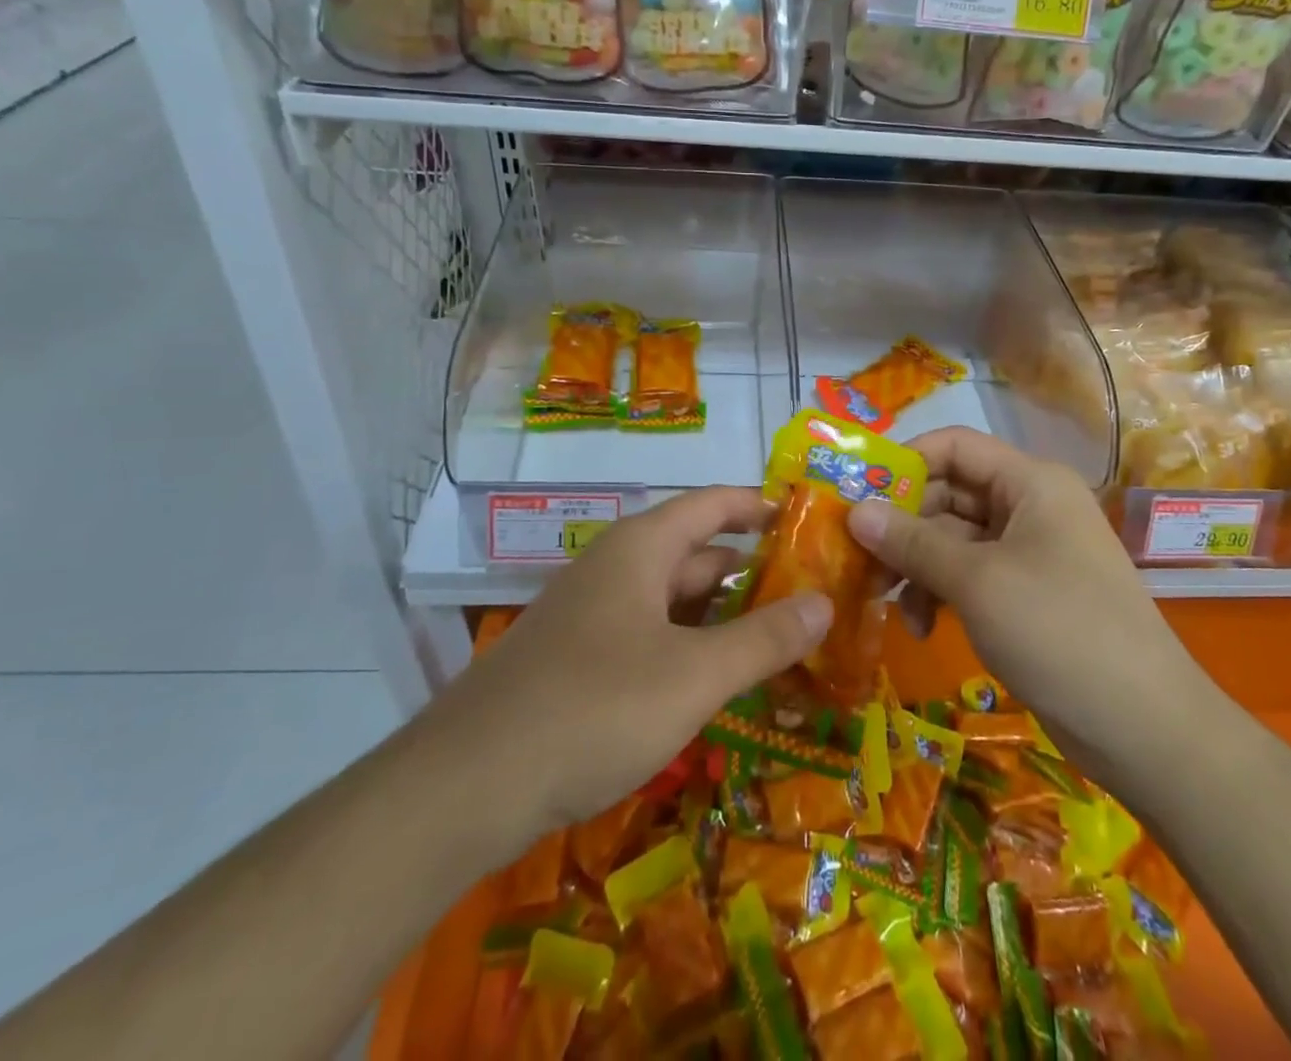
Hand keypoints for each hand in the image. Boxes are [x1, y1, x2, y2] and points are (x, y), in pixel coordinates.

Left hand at [432, 487, 831, 844]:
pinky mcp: (578, 661)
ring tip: (781, 640)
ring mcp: (593, 616)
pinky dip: (690, 648)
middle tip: (814, 595)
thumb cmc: (593, 708)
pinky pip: (650, 637)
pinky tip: (717, 683)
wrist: (465, 786)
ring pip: (674, 602)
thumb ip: (764, 639)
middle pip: (697, 554)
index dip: (762, 506)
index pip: (714, 503)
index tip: (810, 521)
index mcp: (641, 548)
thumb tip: (824, 602)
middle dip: (753, 572)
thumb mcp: (693, 675)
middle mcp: (616, 569)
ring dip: (724, 617)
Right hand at [846, 427, 1205, 763]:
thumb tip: (854, 510)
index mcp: (1030, 482)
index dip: (905, 461)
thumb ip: (912, 542)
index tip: (857, 493)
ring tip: (886, 602)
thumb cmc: (1058, 631)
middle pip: (949, 494)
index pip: (955, 445)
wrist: (1144, 729)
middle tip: (860, 558)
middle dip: (903, 525)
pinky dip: (941, 593)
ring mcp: (1029, 553)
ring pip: (953, 539)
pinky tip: (923, 628)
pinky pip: (969, 576)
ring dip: (917, 566)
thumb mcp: (977, 581)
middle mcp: (1029, 506)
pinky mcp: (1025, 594)